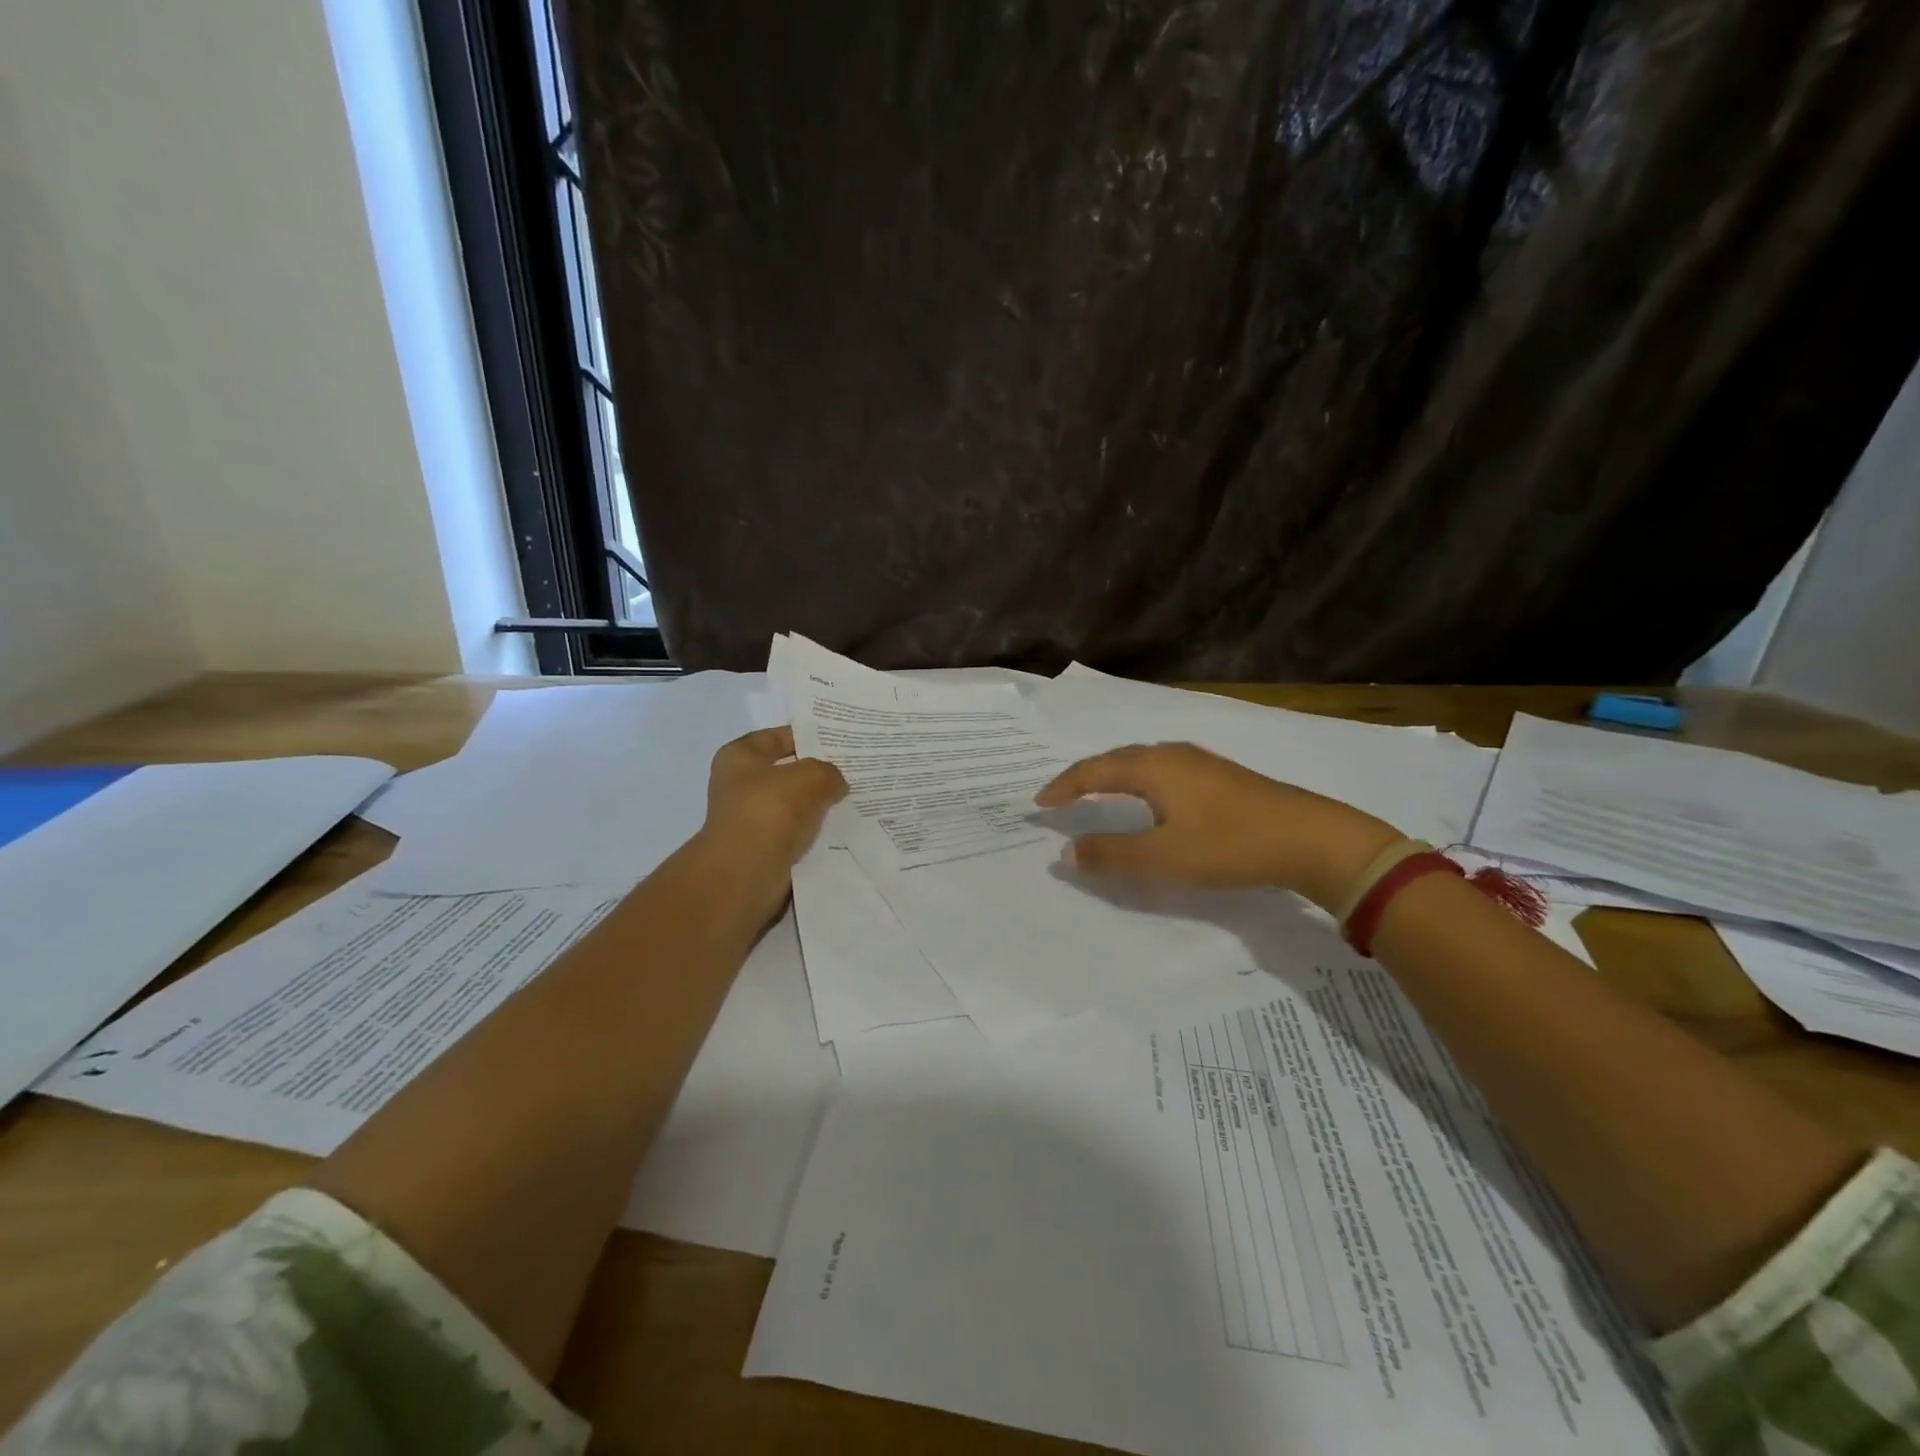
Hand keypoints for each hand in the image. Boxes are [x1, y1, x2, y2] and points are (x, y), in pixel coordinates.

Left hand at [698, 727, 847, 916]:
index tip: (839, 740)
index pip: (777, 737)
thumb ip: (828, 772)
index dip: (807, 735)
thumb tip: (835, 783)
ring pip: (796, 804)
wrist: (746, 872)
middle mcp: (741, 785)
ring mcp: (752, 818)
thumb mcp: (809, 776)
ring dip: (819, 804)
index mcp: (739, 757)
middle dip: (818, 772)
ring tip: (855, 797)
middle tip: (854, 769)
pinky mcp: (765, 848)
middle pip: (788, 771)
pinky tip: (844, 827)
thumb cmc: (769, 810)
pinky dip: (816, 830)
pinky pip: (798, 832)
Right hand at [1034, 742, 1403, 910]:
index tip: (1039, 803)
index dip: (1064, 786)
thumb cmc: (1230, 844)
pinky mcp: (1222, 777)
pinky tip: (1151, 801)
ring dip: (1114, 777)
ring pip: (1143, 763)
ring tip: (1098, 796)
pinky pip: (1163, 772)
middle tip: (1062, 797)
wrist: (1312, 838)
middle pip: (1117, 759)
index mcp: (1153, 767)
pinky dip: (1140, 783)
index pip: (1094, 770)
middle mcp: (1173, 755)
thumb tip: (1066, 851)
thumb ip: (1111, 855)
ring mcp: (1201, 763)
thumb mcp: (1163, 857)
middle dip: (1085, 777)